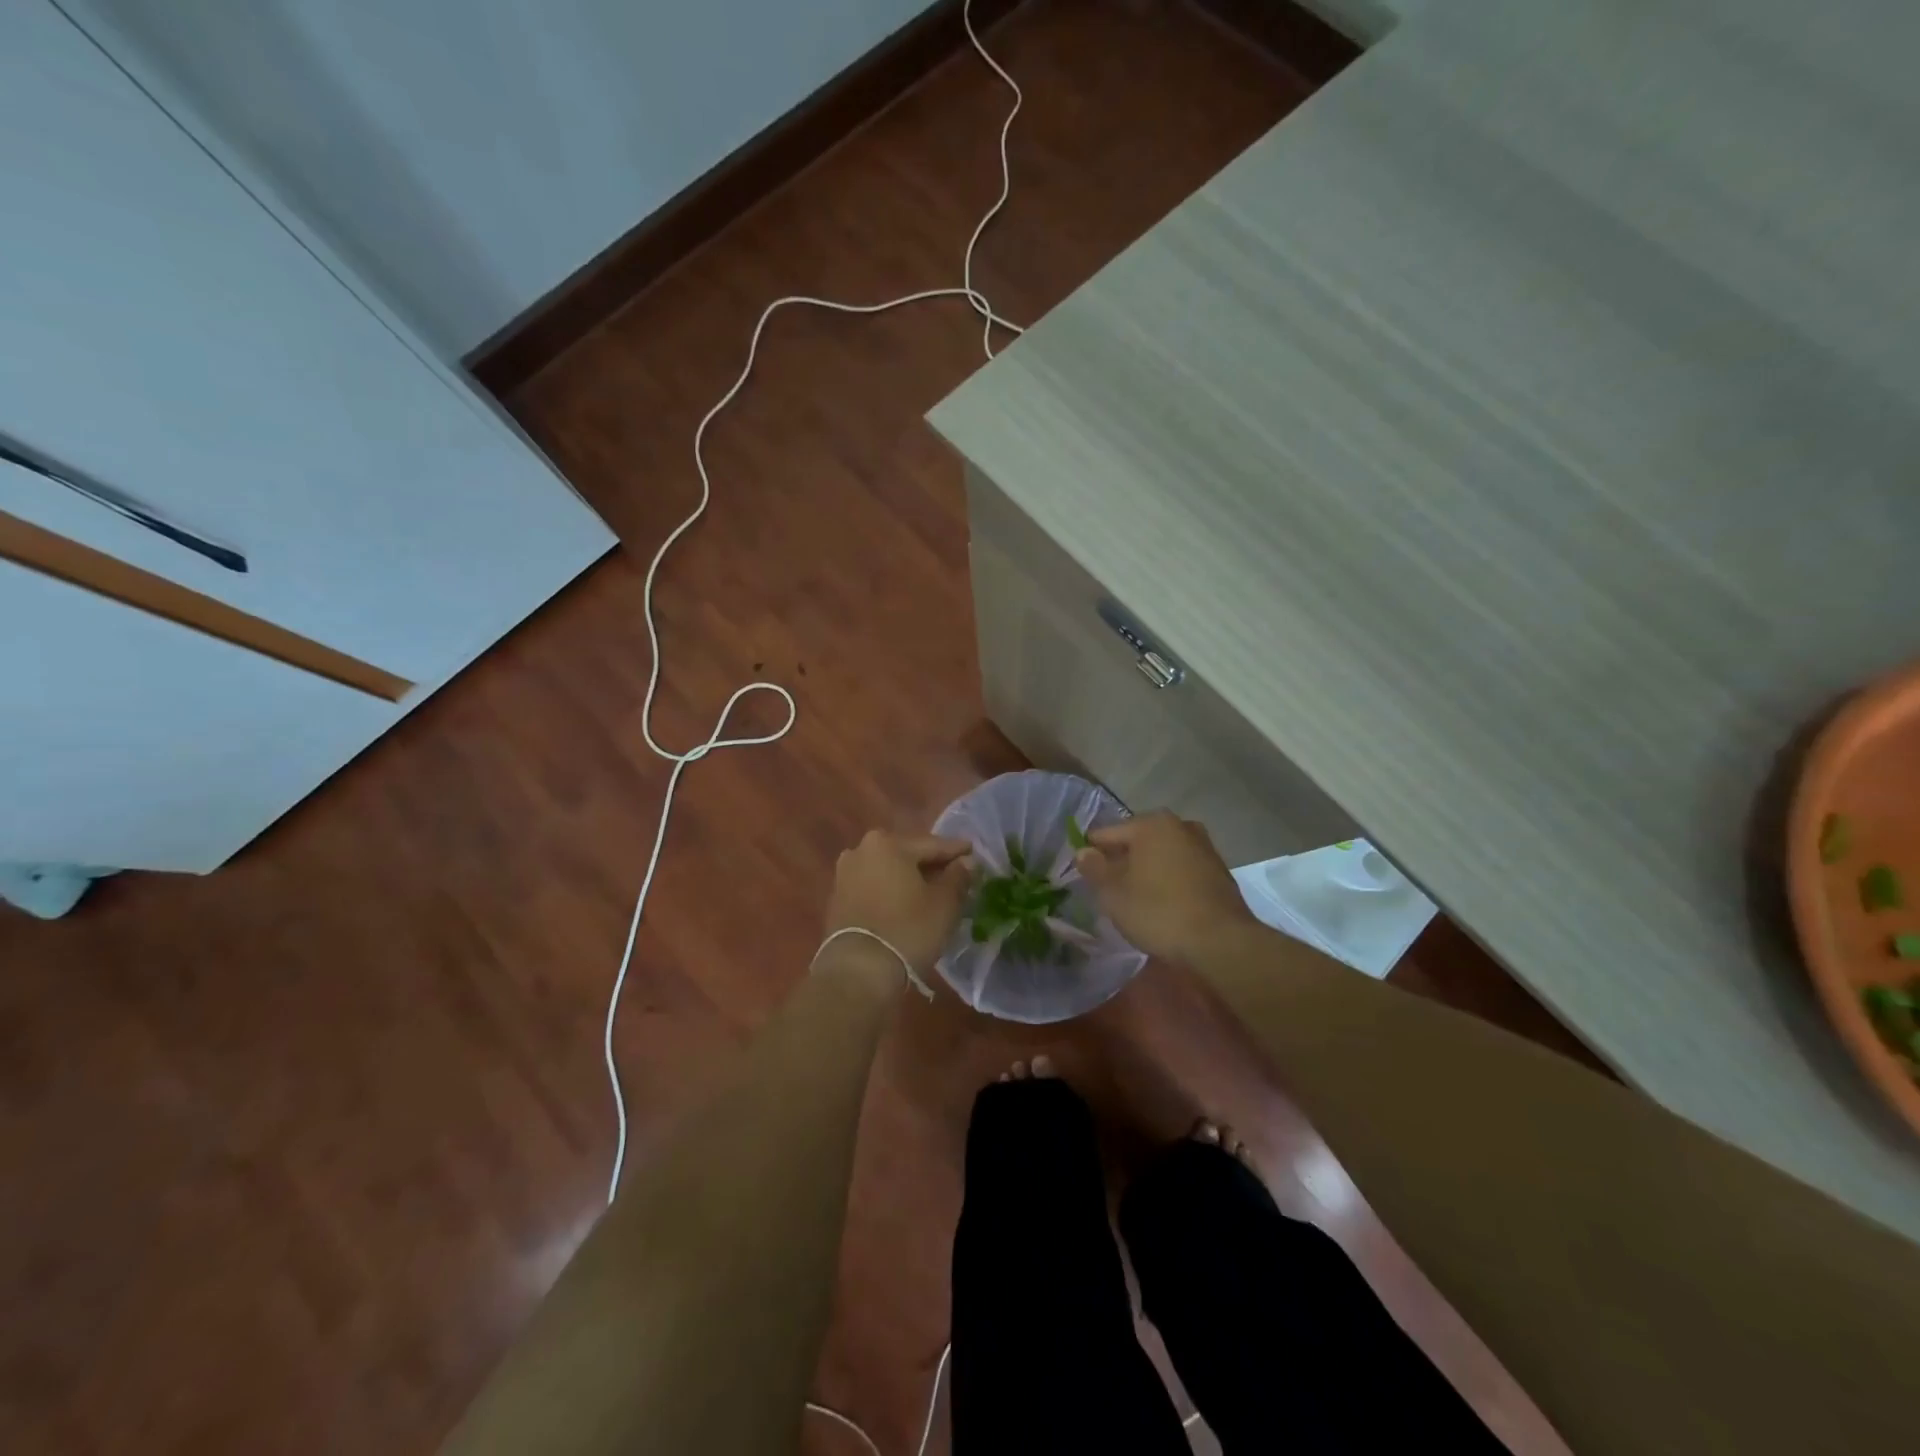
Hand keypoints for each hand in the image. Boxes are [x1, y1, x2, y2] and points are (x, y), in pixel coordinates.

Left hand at [824, 830, 973, 975]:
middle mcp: (861, 850)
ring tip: (931, 891)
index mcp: (888, 843)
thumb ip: (958, 876)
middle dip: (930, 864)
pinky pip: (873, 887)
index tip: (973, 852)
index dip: (956, 850)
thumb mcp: (945, 903)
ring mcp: (845, 875)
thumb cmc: (908, 929)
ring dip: (909, 879)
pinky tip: (906, 905)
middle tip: (954, 873)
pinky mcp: (837, 899)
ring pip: (888, 871)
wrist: (858, 971)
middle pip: (906, 855)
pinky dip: (891, 892)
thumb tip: (965, 862)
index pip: (932, 844)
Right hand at [1074, 810, 1256, 964]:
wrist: (1222, 942)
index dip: (1090, 854)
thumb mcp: (1114, 894)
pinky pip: (1181, 869)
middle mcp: (1179, 825)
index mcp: (1150, 824)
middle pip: (1136, 841)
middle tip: (1108, 891)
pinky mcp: (1218, 871)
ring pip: (1160, 855)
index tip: (1083, 877)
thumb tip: (1083, 852)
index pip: (1106, 834)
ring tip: (1135, 900)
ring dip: (1146, 871)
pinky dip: (1168, 880)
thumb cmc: (1159, 912)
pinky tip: (1163, 904)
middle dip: (1121, 861)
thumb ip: (1094, 869)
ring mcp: (1203, 846)